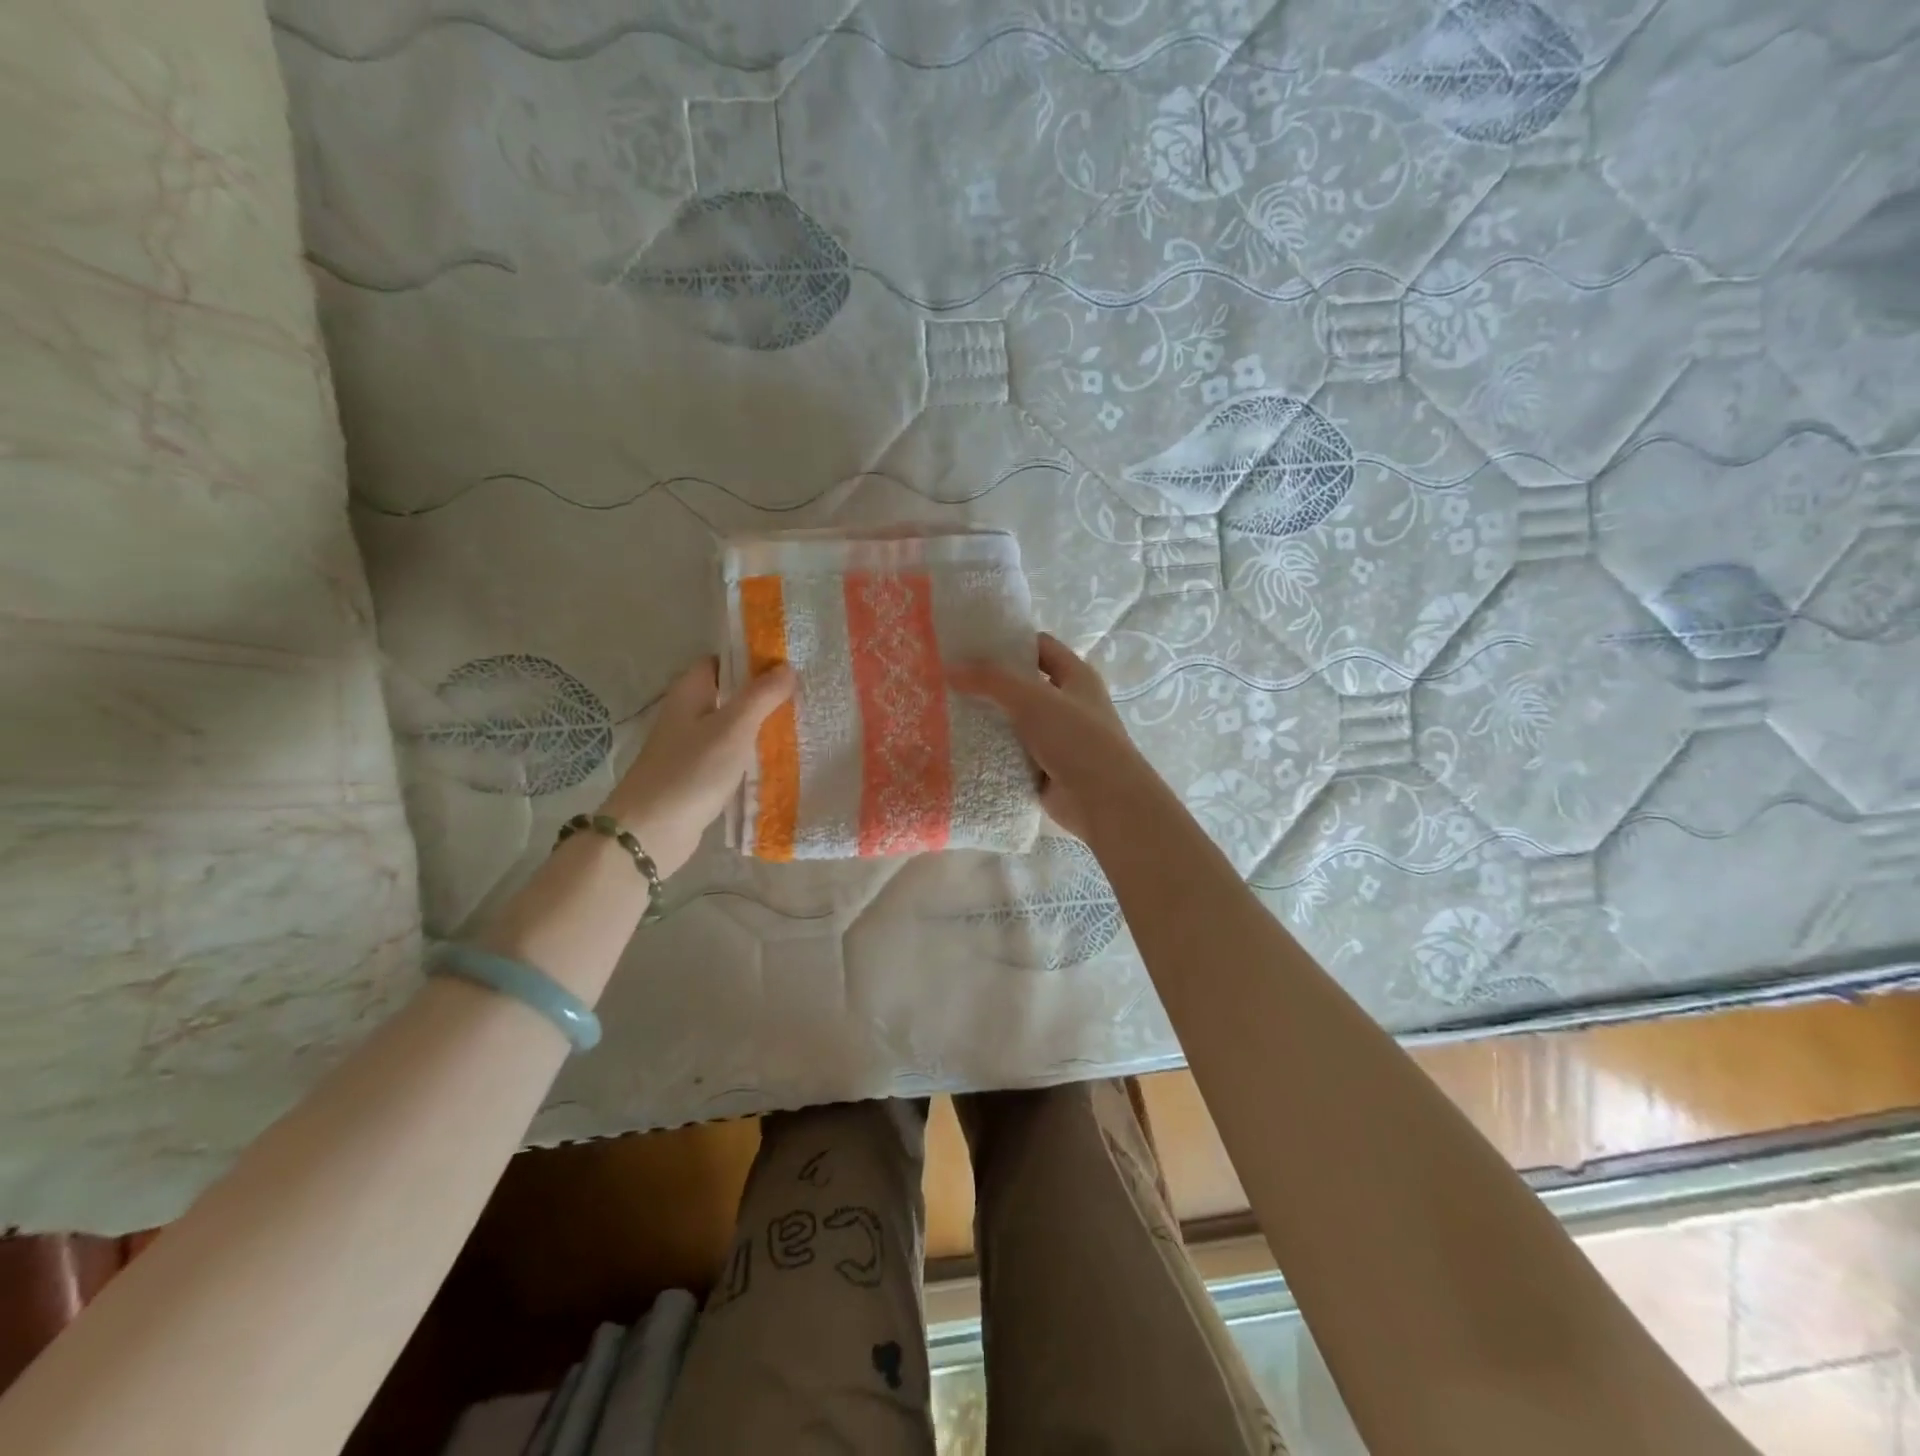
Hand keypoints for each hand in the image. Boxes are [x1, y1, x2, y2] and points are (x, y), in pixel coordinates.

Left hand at [600, 657, 794, 877]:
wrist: (652, 831)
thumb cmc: (691, 771)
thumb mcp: (733, 728)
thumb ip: (760, 696)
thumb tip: (786, 667)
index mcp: (689, 693)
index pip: (720, 661)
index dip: (750, 659)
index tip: (787, 663)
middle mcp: (688, 714)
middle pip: (729, 694)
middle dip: (762, 694)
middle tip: (803, 695)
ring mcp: (691, 747)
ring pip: (732, 727)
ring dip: (760, 726)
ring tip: (799, 723)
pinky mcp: (698, 776)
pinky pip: (730, 756)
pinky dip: (751, 754)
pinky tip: (778, 760)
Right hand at [949, 632, 1152, 840]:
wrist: (1103, 801)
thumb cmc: (1076, 738)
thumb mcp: (1032, 699)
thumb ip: (991, 680)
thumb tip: (949, 669)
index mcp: (1076, 676)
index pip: (1040, 647)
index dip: (1009, 642)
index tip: (970, 644)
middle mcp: (1068, 704)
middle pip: (1023, 685)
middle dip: (990, 683)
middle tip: (949, 680)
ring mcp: (1057, 739)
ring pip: (1015, 722)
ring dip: (988, 719)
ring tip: (945, 712)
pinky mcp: (1045, 769)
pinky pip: (1012, 754)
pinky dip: (992, 752)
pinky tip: (961, 748)